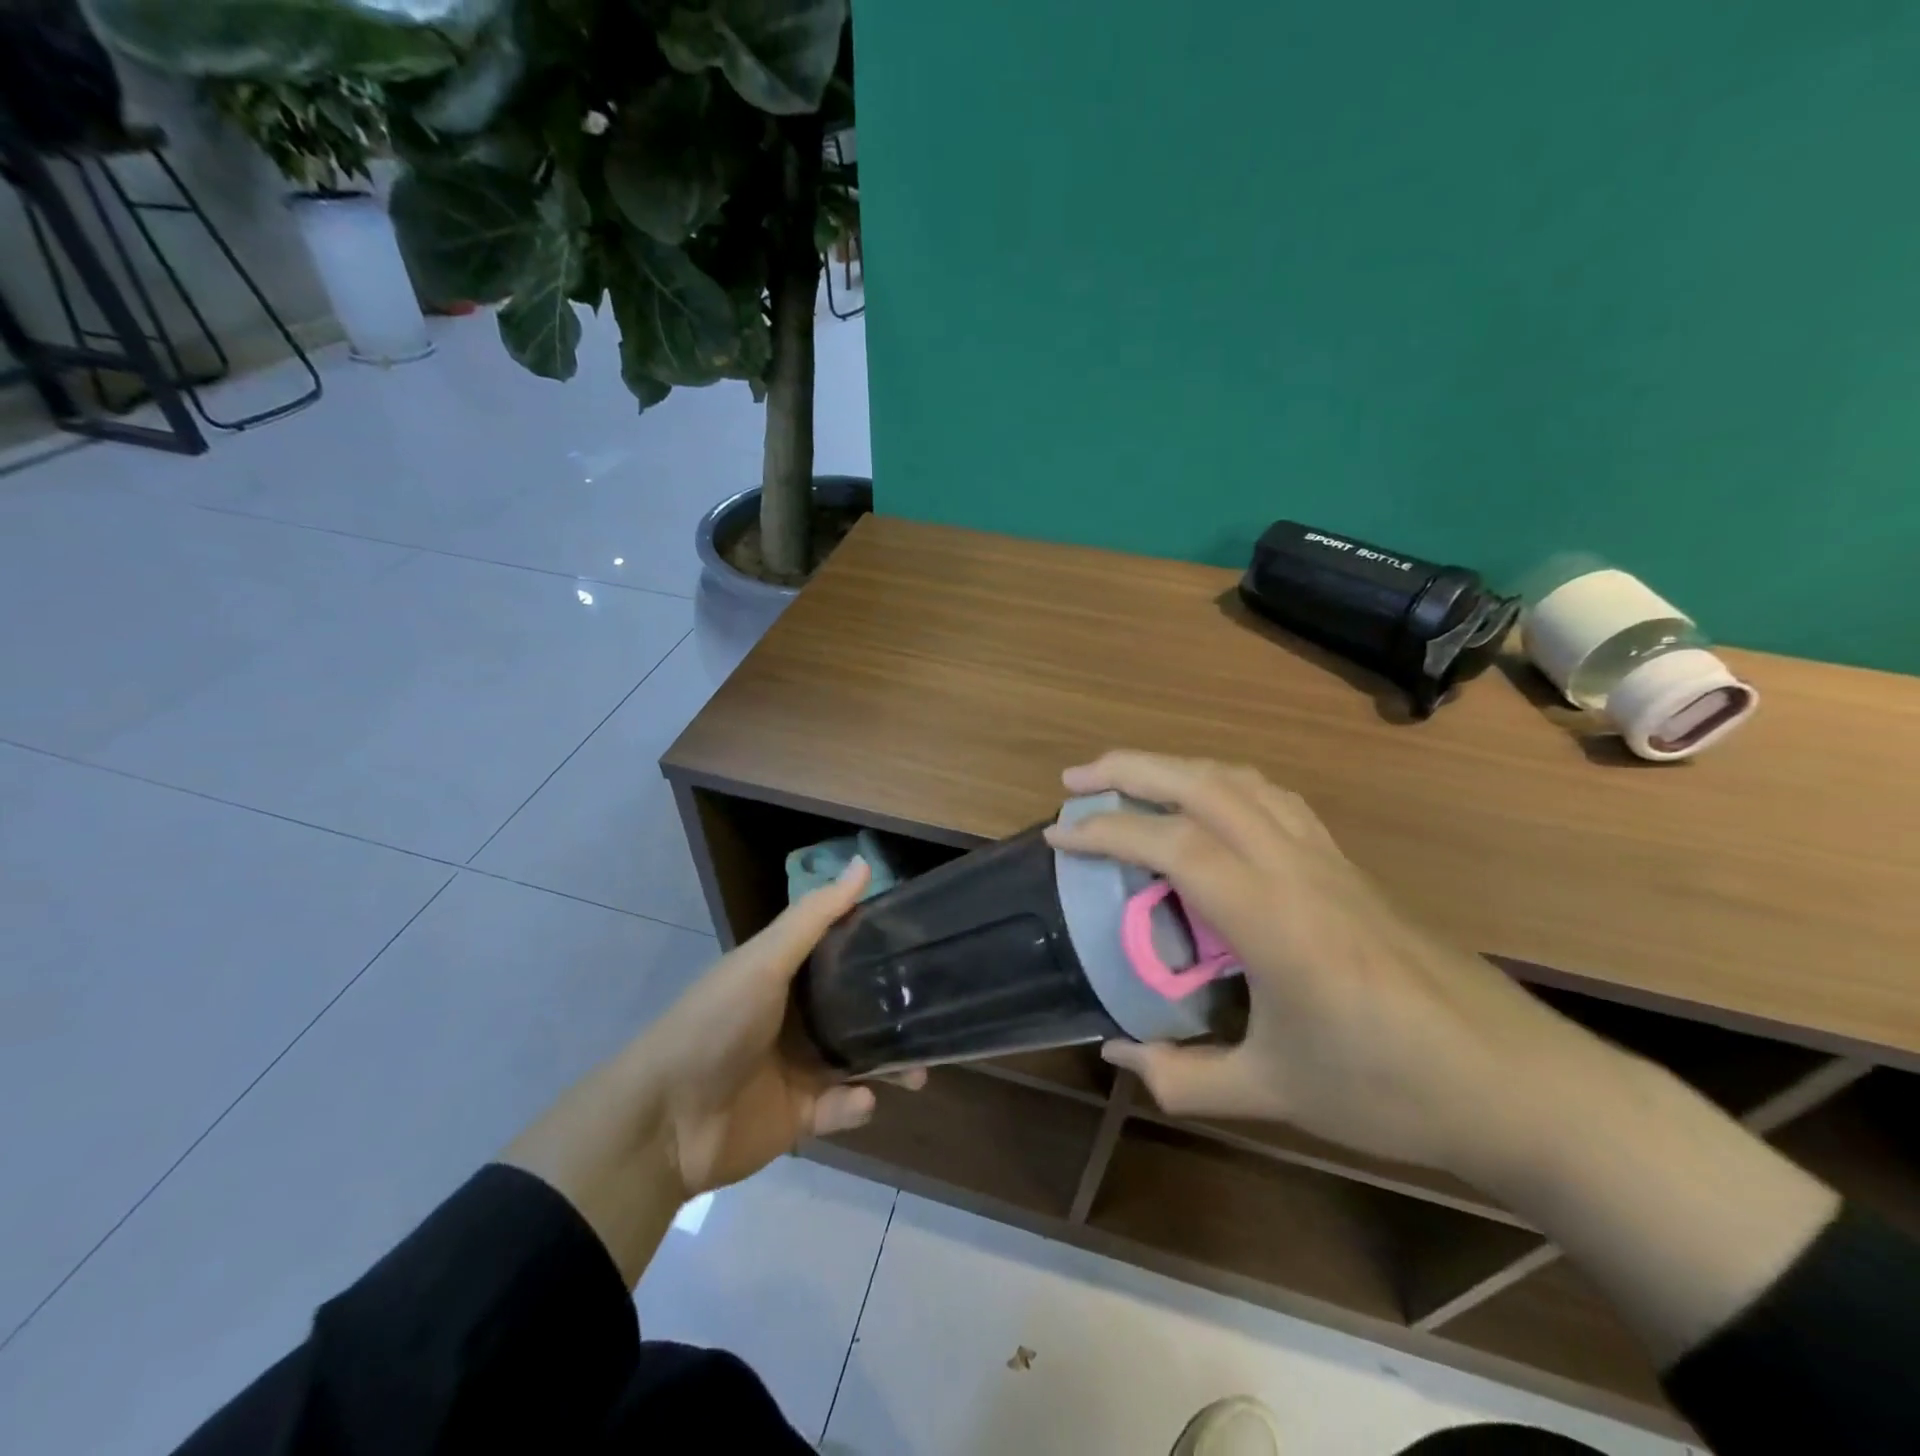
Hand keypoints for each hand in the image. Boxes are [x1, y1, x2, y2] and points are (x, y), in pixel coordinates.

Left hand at [636, 857, 924, 1198]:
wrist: (666, 1121)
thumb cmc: (716, 1023)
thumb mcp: (765, 961)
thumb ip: (814, 917)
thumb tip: (863, 863)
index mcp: (786, 976)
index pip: (842, 953)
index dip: (879, 947)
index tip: (923, 942)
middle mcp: (796, 1018)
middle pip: (857, 1010)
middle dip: (895, 1015)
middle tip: (934, 1015)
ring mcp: (798, 1068)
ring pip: (859, 1060)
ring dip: (890, 1064)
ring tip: (920, 1071)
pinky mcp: (800, 1115)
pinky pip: (840, 1108)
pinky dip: (855, 1105)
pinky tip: (860, 1100)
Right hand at [1044, 751, 1587, 1176]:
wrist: (1515, 1082)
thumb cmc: (1392, 1090)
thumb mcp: (1275, 1093)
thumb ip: (1185, 1077)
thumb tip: (1117, 1054)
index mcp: (1273, 918)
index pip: (1173, 847)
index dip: (1106, 832)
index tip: (1057, 837)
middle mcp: (1296, 868)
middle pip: (1203, 786)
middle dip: (1130, 771)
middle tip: (1075, 782)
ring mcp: (1327, 858)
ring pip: (1241, 781)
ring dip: (1177, 768)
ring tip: (1131, 782)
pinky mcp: (1347, 864)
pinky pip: (1273, 799)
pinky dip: (1222, 784)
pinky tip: (1207, 808)